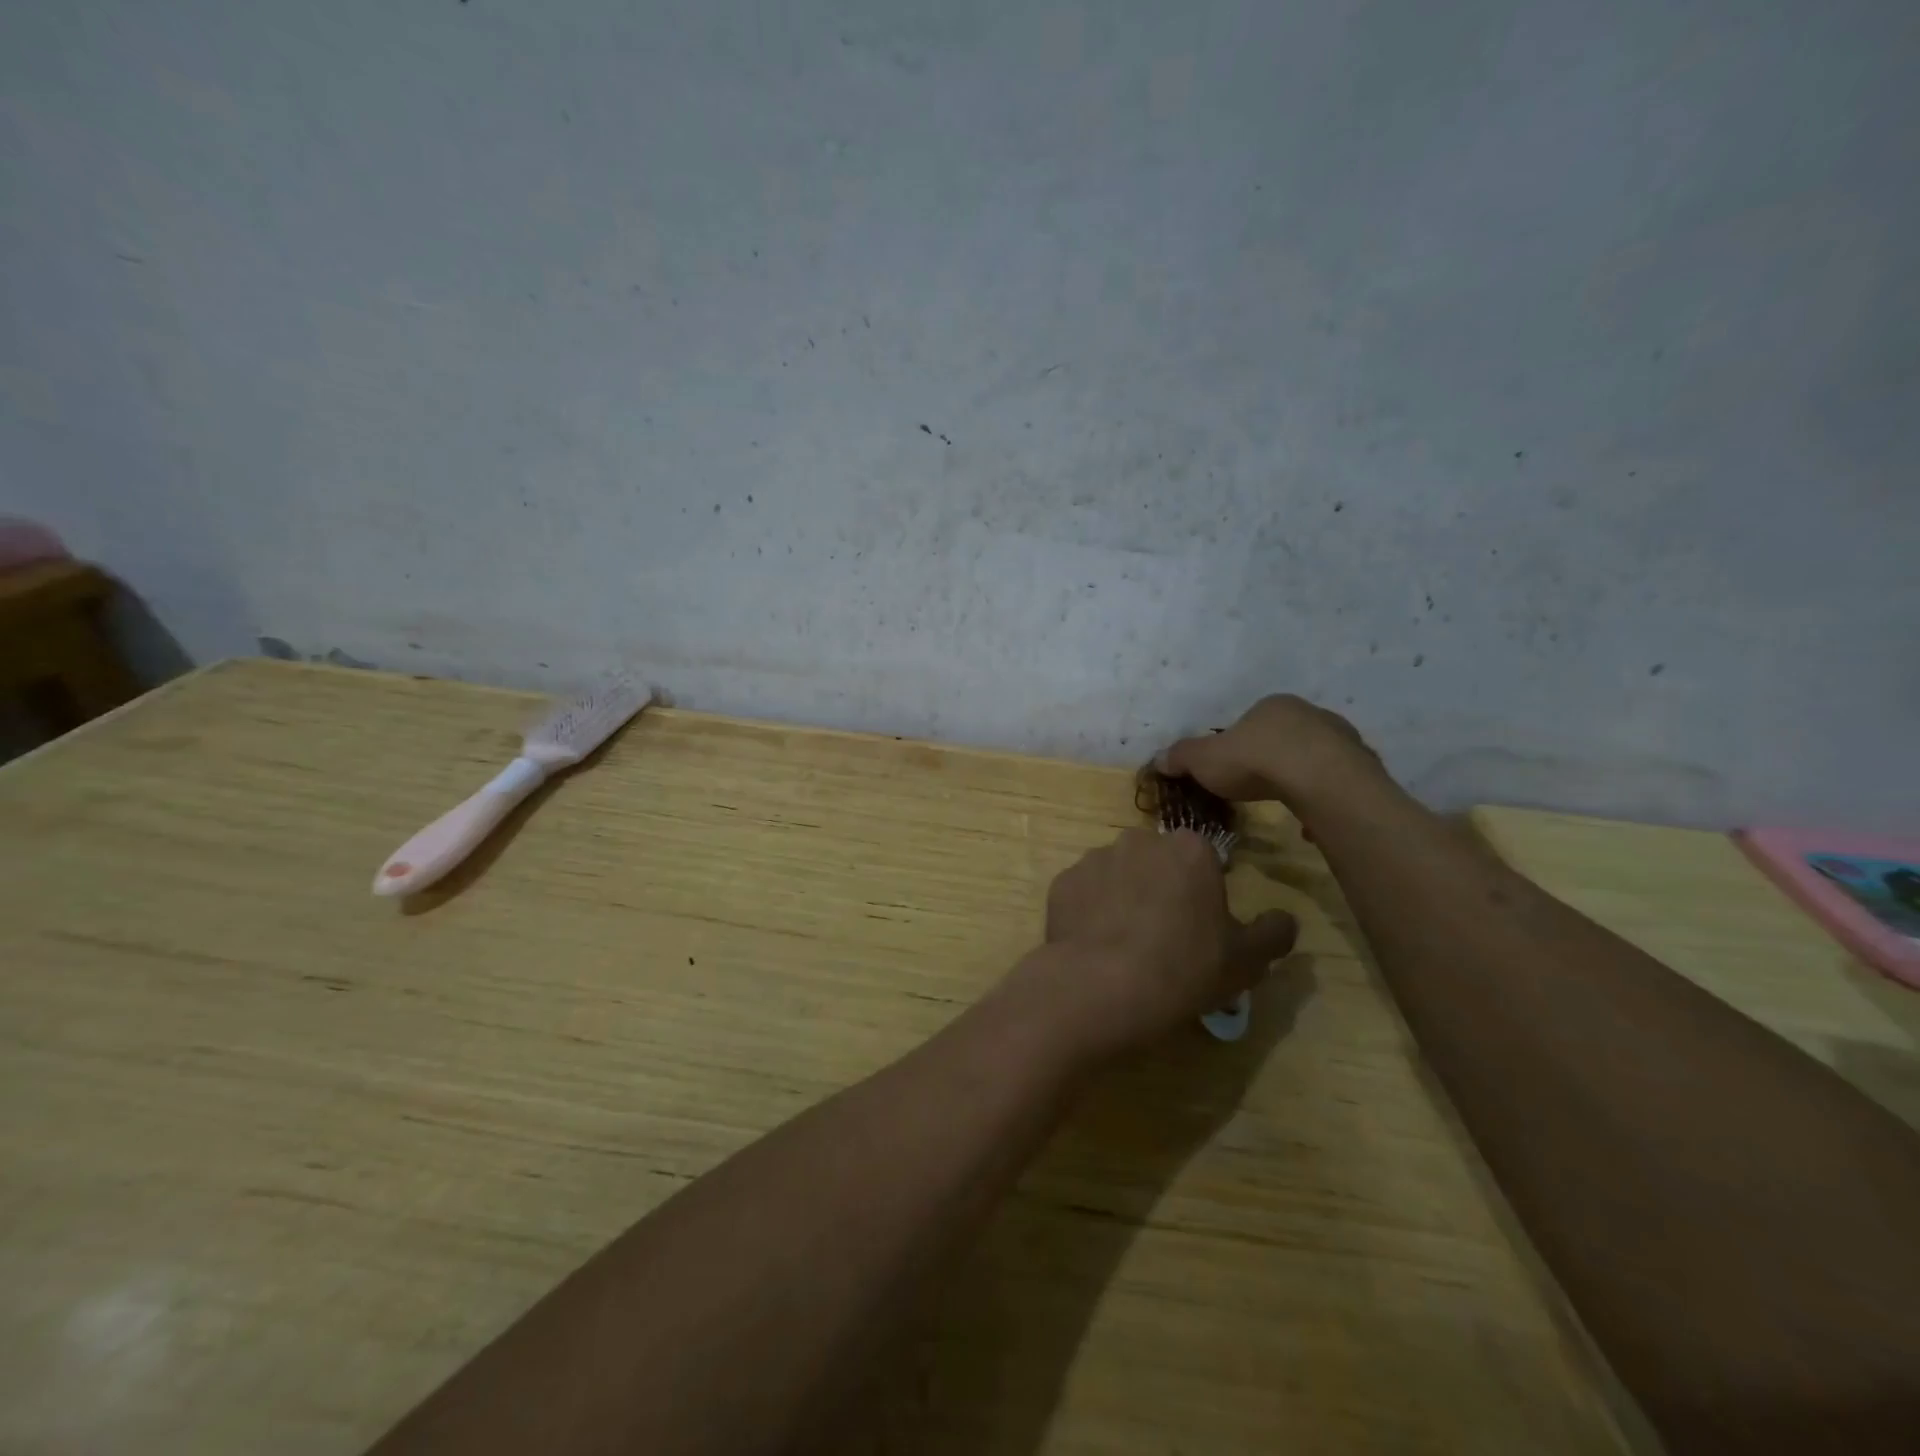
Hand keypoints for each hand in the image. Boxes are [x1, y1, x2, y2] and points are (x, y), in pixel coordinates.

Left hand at [1018, 828, 1297, 1059]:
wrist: (1100, 987)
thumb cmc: (1184, 968)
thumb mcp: (1245, 960)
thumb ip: (1273, 933)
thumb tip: (1285, 920)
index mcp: (1189, 849)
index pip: (1203, 860)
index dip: (1204, 892)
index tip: (1201, 926)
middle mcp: (1139, 840)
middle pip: (1157, 863)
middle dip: (1162, 888)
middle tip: (1164, 936)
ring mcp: (1095, 858)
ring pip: (1118, 875)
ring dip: (1124, 898)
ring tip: (1125, 945)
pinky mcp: (1062, 882)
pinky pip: (1084, 893)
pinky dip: (1090, 912)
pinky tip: (1096, 946)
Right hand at [1161, 694, 1383, 809]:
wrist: (1320, 780)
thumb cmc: (1256, 760)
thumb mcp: (1205, 760)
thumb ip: (1182, 757)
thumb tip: (1158, 759)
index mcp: (1274, 706)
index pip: (1251, 722)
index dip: (1237, 745)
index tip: (1230, 769)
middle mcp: (1311, 714)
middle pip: (1285, 737)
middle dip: (1272, 759)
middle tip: (1256, 786)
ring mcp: (1343, 740)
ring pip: (1314, 758)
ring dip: (1300, 777)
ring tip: (1285, 805)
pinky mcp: (1363, 768)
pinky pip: (1336, 783)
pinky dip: (1322, 798)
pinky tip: (1311, 820)